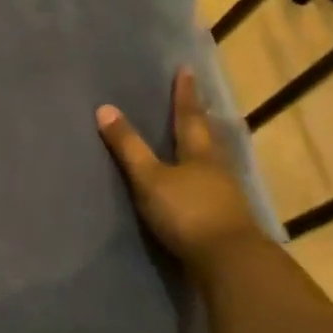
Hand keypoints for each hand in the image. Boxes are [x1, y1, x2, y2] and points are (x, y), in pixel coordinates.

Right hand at [97, 67, 266, 273]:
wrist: (228, 261)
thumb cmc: (187, 212)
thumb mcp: (149, 178)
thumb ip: (128, 147)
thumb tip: (104, 108)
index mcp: (199, 152)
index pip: (189, 115)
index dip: (185, 94)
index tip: (186, 70)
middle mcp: (216, 167)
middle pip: (207, 136)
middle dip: (199, 117)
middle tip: (196, 100)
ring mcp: (225, 194)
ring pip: (213, 161)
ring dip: (203, 148)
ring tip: (195, 139)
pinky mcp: (225, 218)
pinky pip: (211, 186)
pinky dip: (203, 178)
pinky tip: (198, 183)